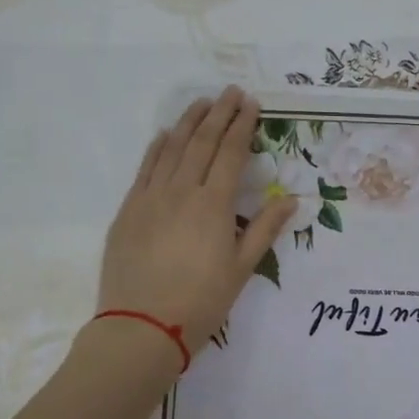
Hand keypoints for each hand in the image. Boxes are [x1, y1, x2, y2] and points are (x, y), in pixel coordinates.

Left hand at [98, 88, 295, 356]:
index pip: (230, 153)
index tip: (251, 103)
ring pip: (170, 148)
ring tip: (201, 102)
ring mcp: (150, 197)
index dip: (242, 125)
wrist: (141, 326)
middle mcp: (181, 190)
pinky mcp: (128, 209)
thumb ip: (264, 229)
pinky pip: (144, 168)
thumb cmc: (200, 302)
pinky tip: (164, 135)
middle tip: (231, 91)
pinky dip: (157, 147)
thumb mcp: (241, 269)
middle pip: (201, 142)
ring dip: (187, 122)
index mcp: (213, 204)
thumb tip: (289, 198)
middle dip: (219, 113)